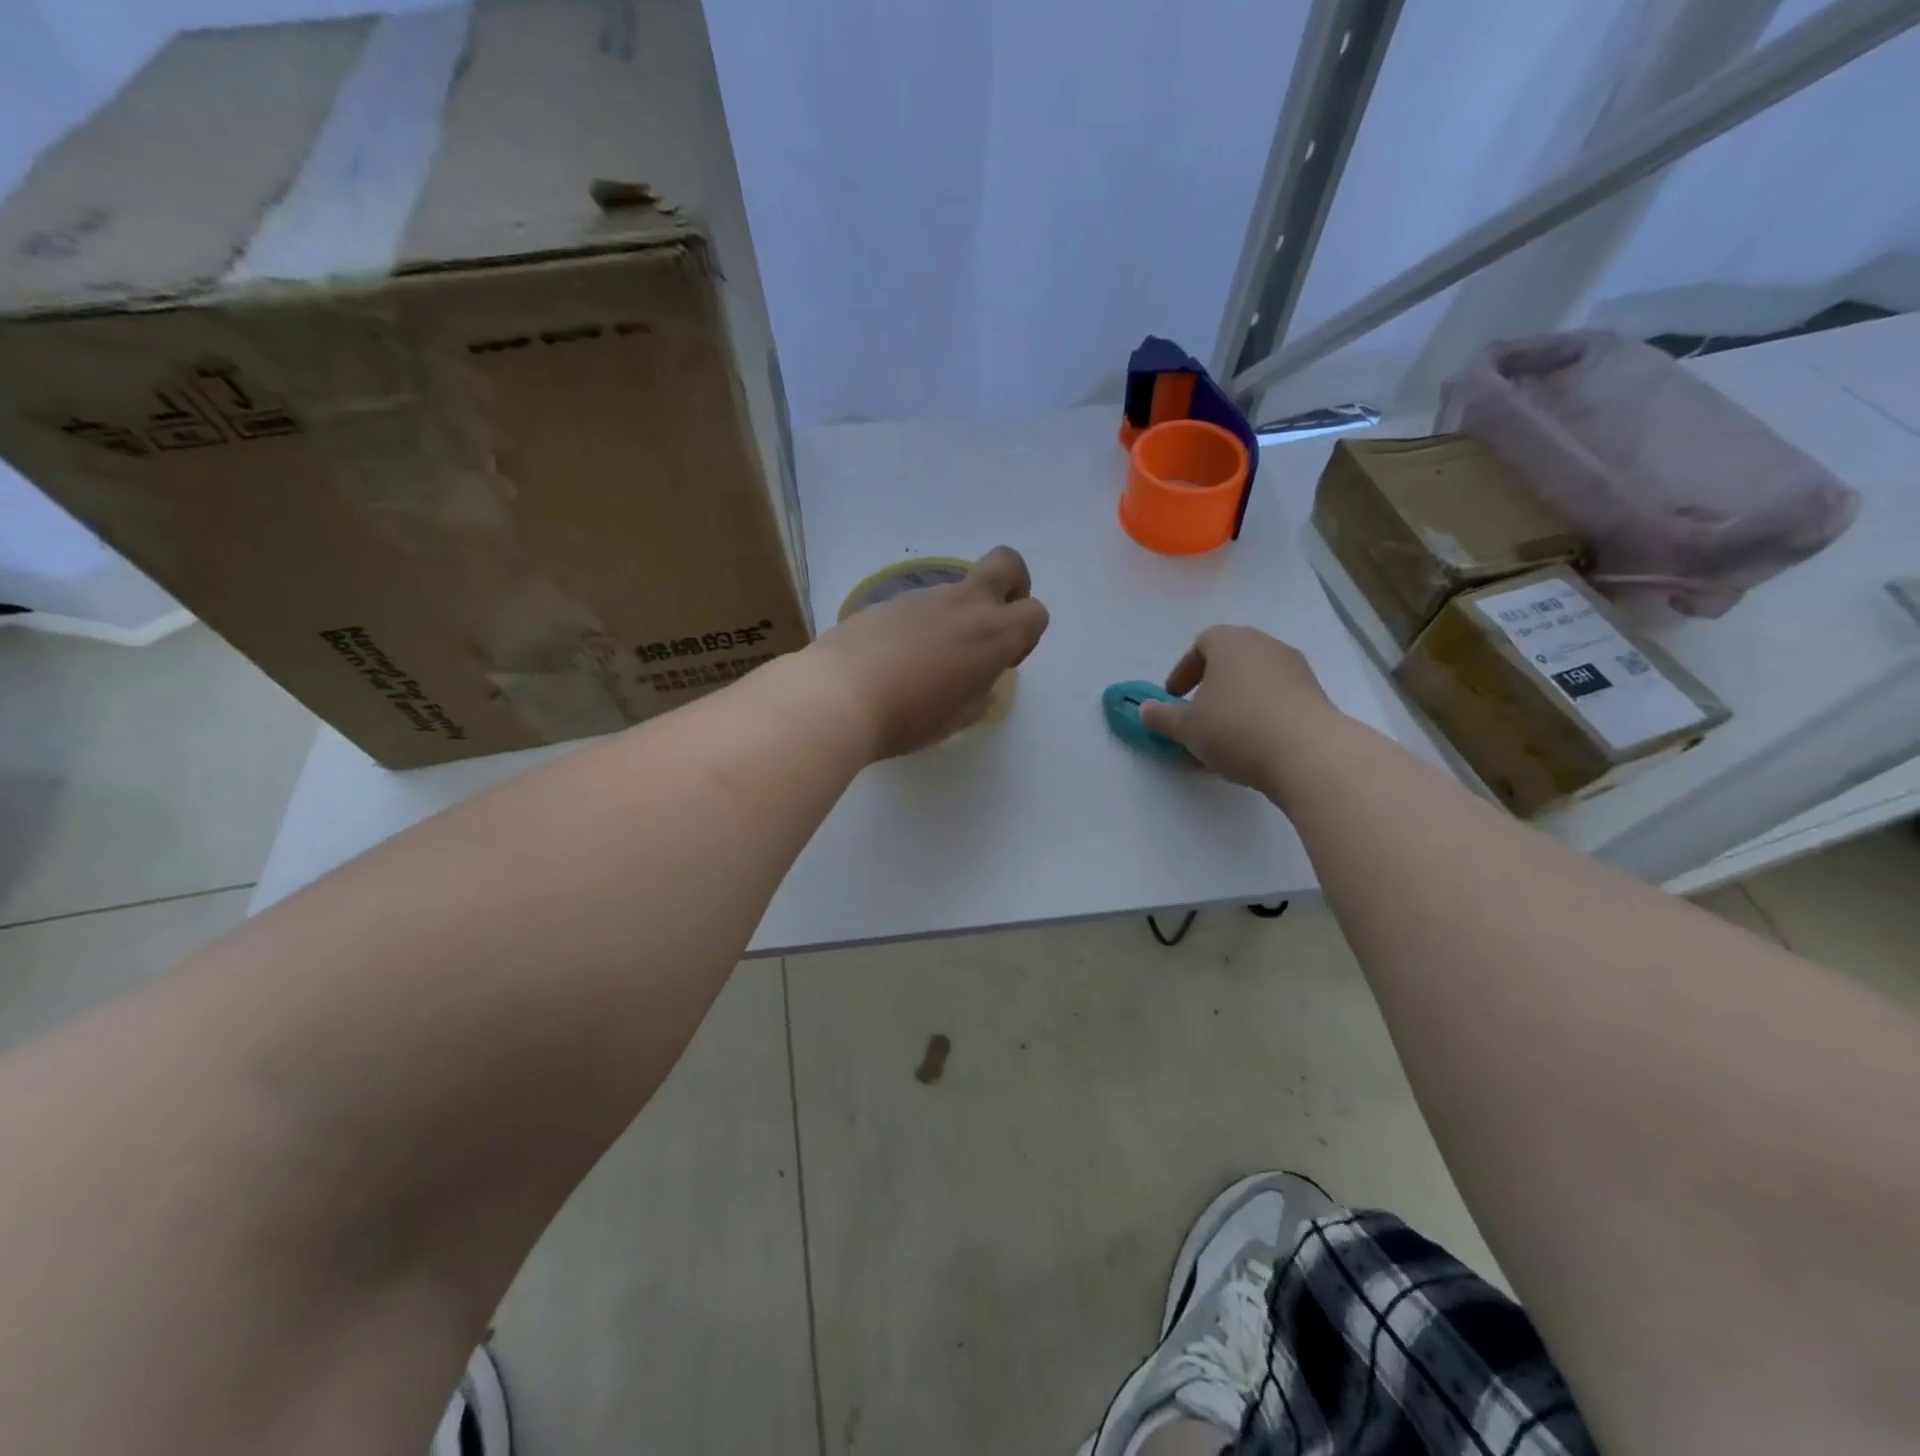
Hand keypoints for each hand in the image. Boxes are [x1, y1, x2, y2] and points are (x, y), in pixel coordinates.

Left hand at [806, 547, 1049, 758]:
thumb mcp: (956, 718)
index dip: (1027, 635)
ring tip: (926, 661)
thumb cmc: (909, 717)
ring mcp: (923, 597)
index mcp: (992, 635)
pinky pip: (917, 605)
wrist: (838, 696)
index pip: (1035, 612)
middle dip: (1013, 584)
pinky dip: (919, 625)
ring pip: (956, 589)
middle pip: (1007, 564)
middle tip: (992, 623)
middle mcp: (963, 605)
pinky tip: (894, 660)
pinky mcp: (887, 601)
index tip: (1003, 661)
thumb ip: (977, 695)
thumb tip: (978, 686)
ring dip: (956, 614)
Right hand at [1137, 626, 1343, 794]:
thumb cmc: (1236, 728)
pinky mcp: (1315, 696)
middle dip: (1210, 685)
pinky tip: (1252, 745)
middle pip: (1231, 659)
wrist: (1309, 754)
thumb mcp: (1187, 727)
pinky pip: (1277, 698)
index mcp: (1231, 642)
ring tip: (1223, 736)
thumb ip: (1162, 717)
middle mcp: (1265, 646)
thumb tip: (1145, 710)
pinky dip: (1260, 714)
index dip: (1184, 669)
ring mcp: (1295, 670)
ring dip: (1235, 702)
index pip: (1202, 642)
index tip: (1174, 696)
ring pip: (1255, 680)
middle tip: (1197, 713)